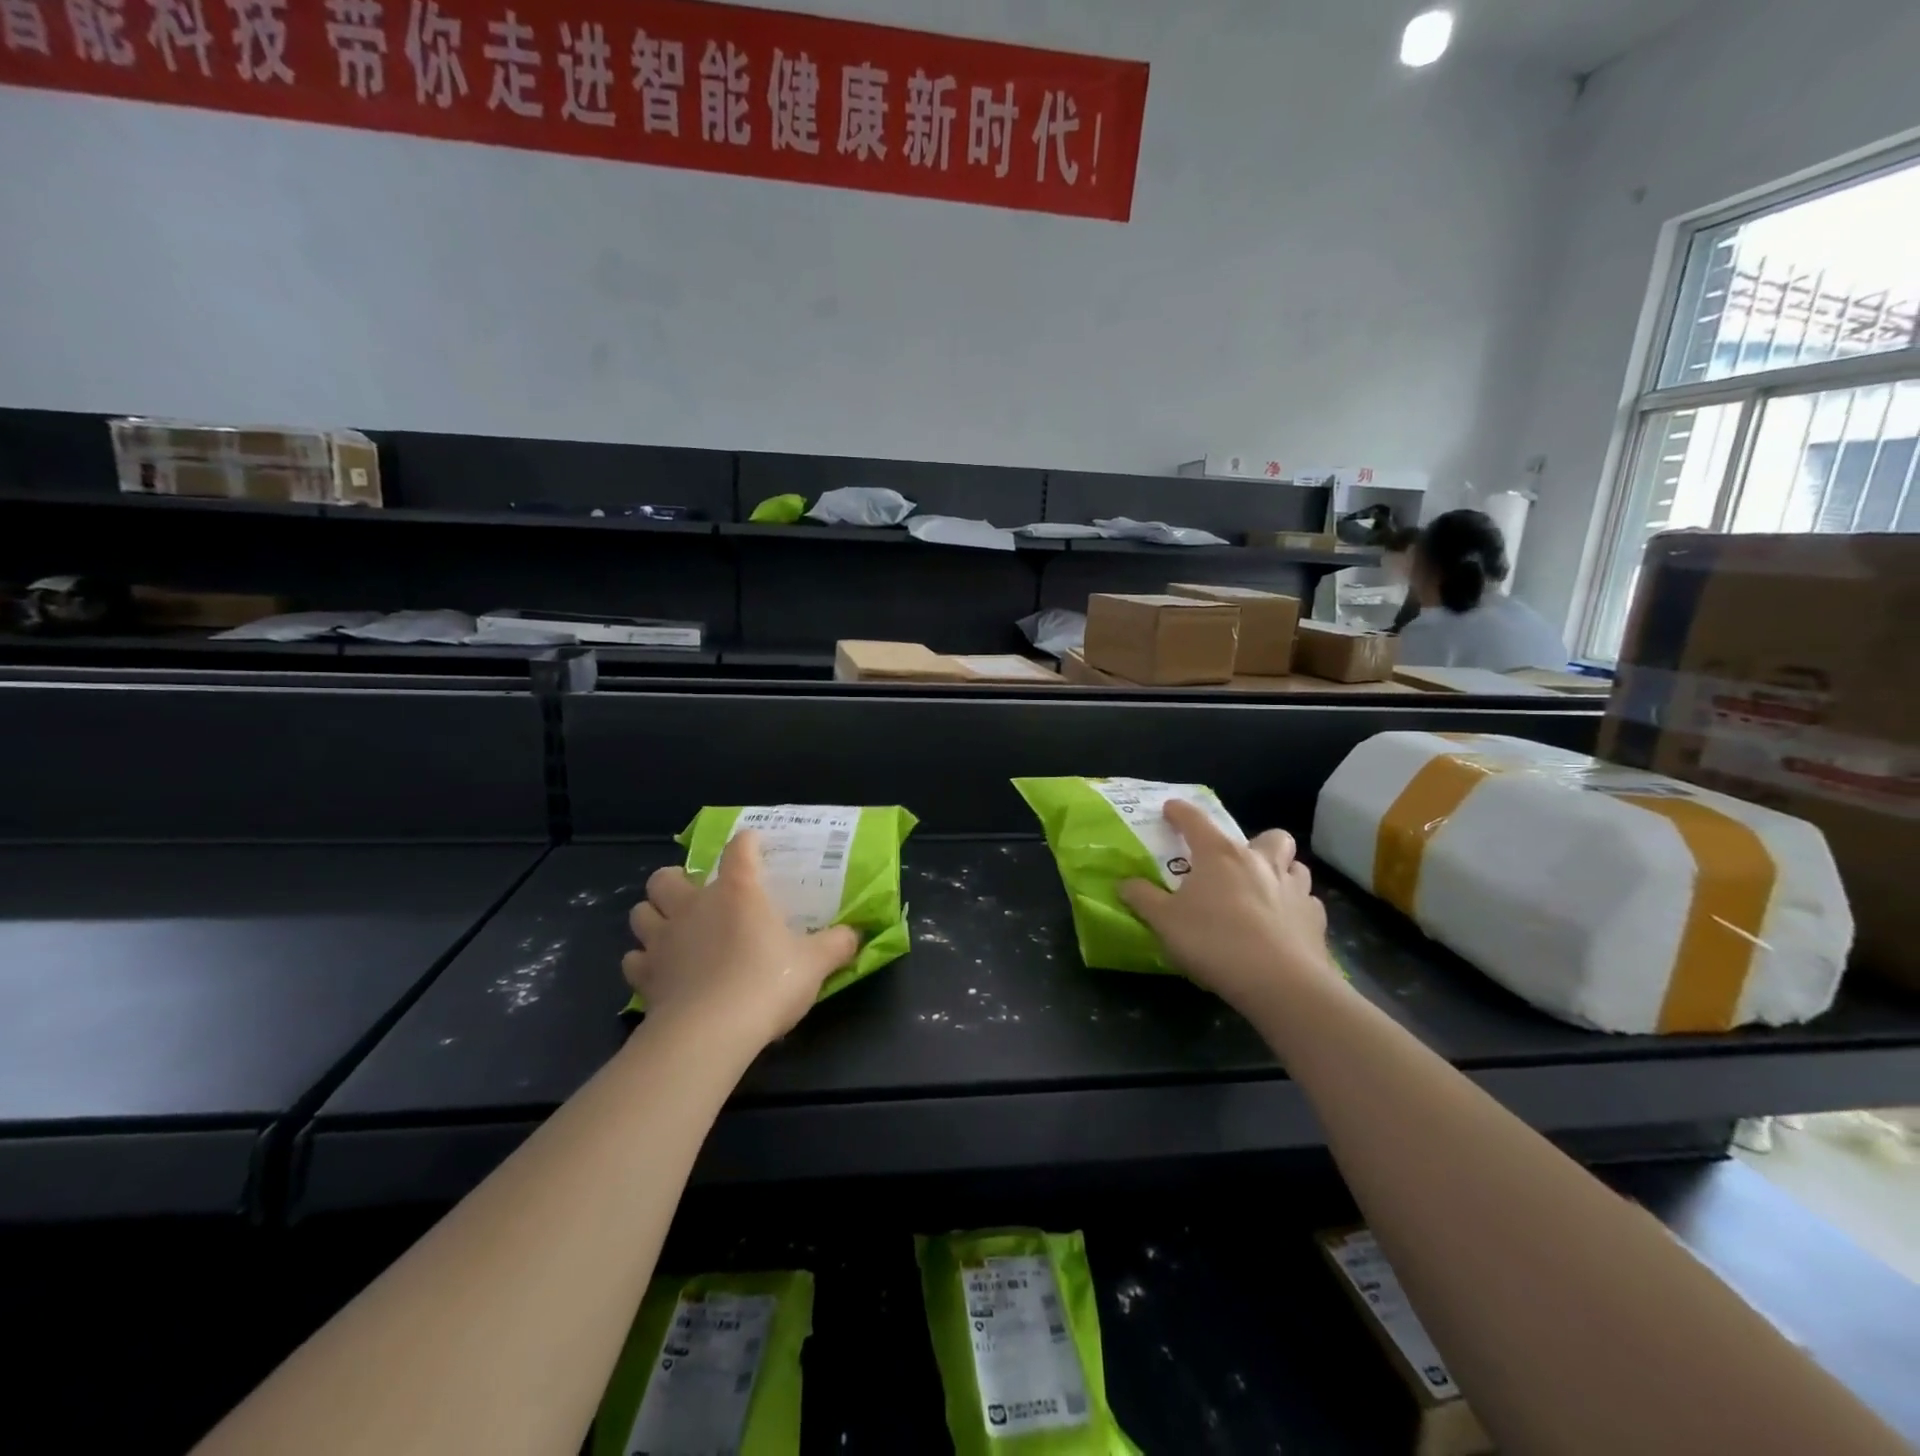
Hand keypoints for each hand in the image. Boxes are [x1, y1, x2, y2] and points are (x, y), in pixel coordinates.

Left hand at [622, 831, 858, 1051]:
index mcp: (738, 892)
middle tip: (697, 896)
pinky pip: (634, 960)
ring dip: (654, 916)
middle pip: (666, 877)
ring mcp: (663, 940)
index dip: (747, 843)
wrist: (710, 1033)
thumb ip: (837, 944)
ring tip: (673, 930)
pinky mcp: (645, 976)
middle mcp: (694, 906)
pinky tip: (662, 971)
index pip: (739, 849)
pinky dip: (644, 961)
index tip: (755, 847)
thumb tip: (855, 935)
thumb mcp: (815, 964)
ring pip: (640, 913)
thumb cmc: (767, 983)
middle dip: (676, 881)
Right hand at [1119, 800, 1338, 1017]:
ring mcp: (1295, 889)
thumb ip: (1143, 898)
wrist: (1280, 982)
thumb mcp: (1164, 922)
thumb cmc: (1214, 942)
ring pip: (1296, 866)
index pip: (1196, 820)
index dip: (1180, 812)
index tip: (1170, 809)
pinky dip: (1296, 907)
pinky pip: (1308, 902)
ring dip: (1282, 872)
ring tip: (1265, 891)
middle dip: (1257, 842)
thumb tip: (1125, 883)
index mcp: (1220, 855)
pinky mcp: (1316, 920)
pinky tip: (1284, 924)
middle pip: (1270, 836)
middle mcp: (1261, 862)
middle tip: (1239, 863)